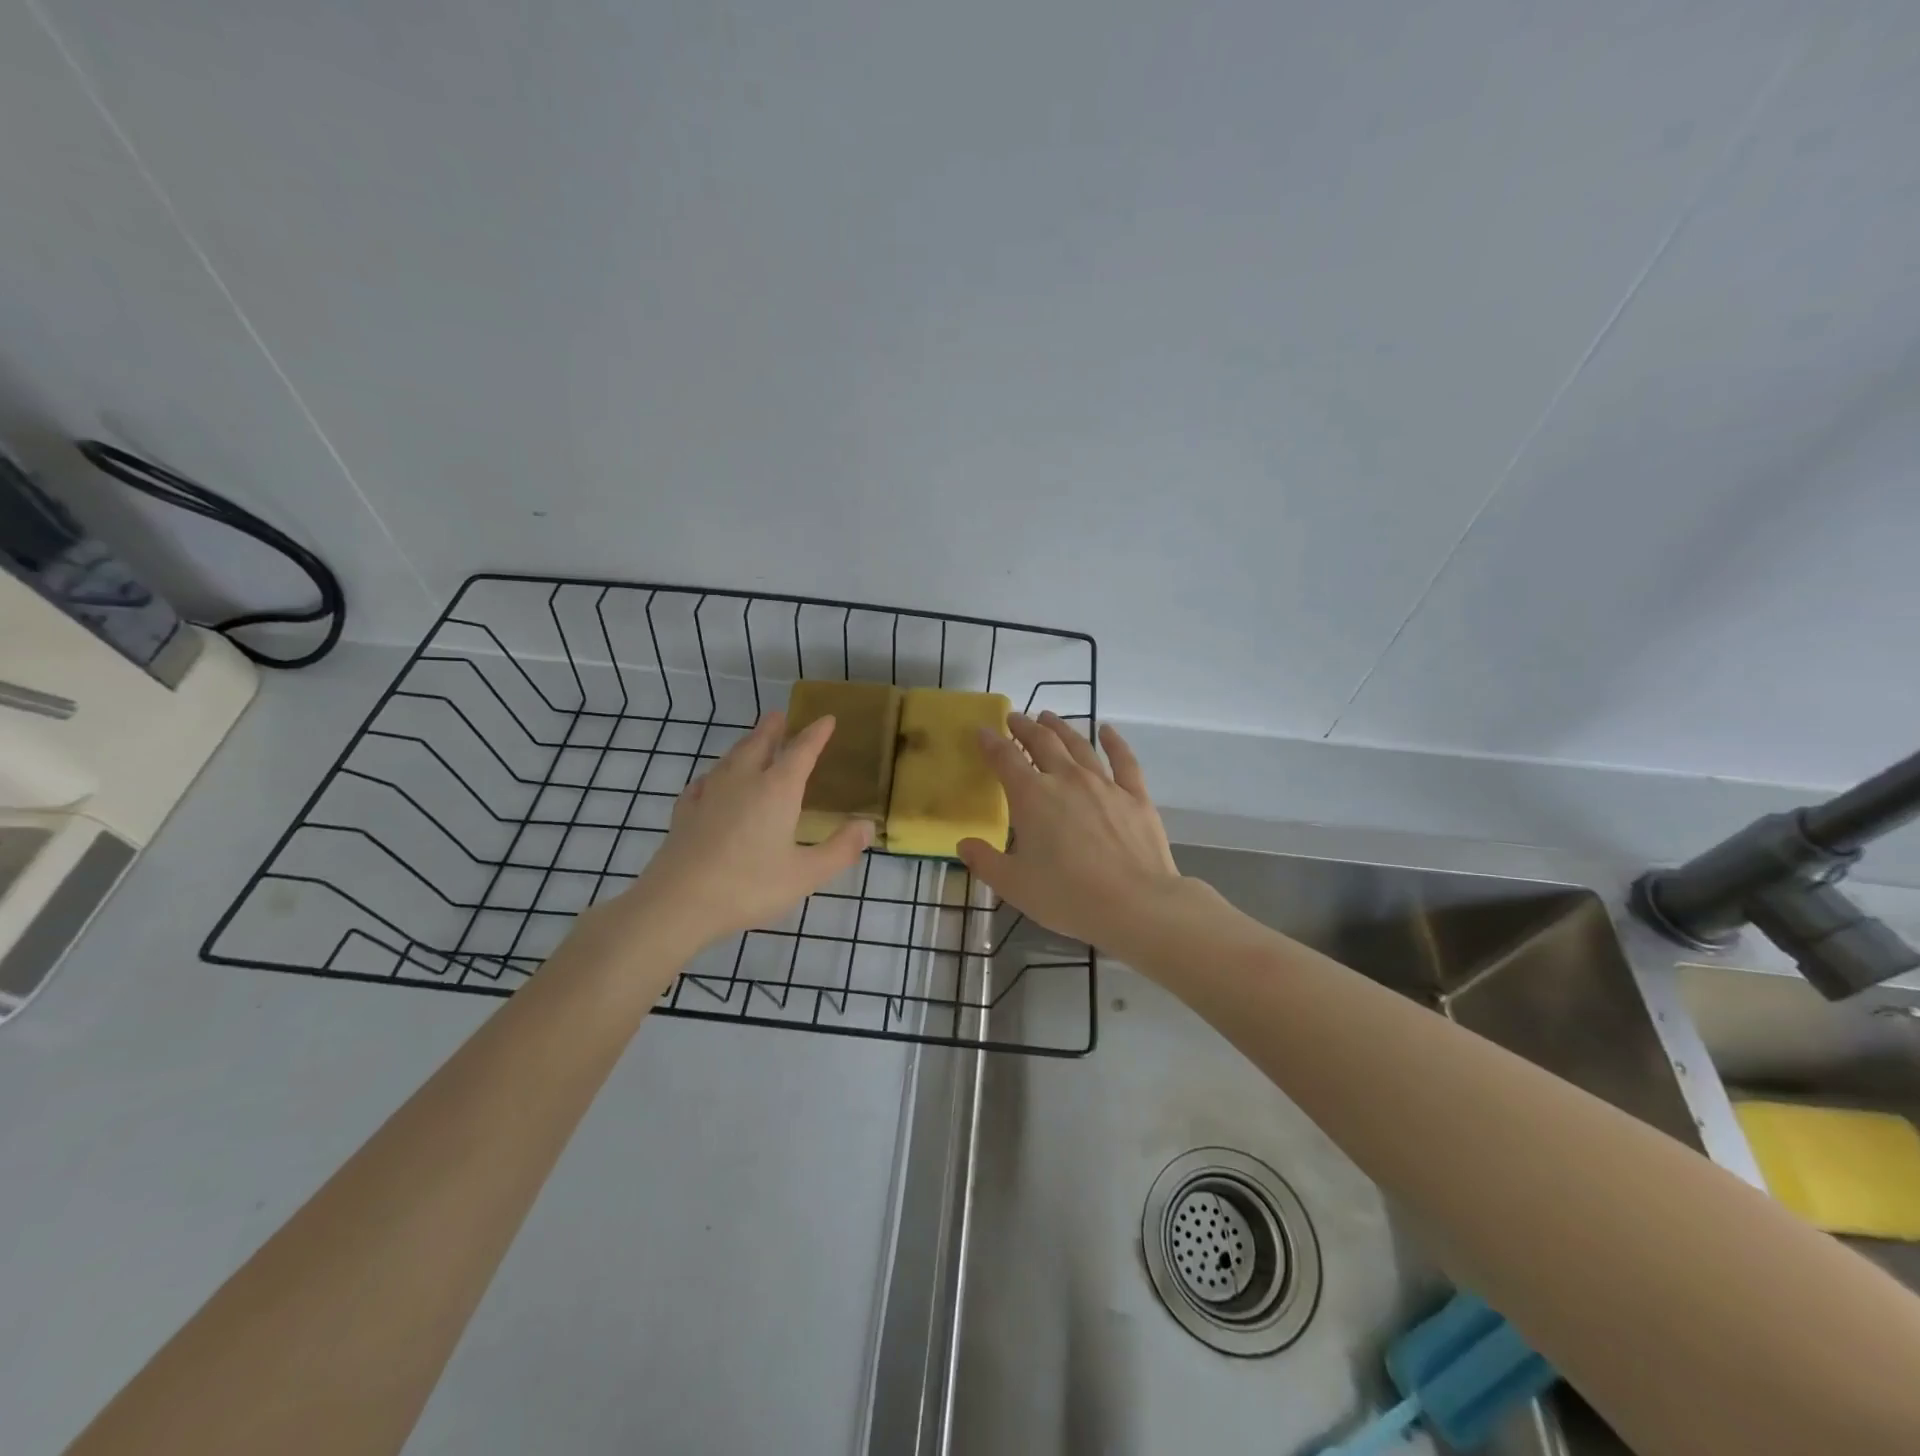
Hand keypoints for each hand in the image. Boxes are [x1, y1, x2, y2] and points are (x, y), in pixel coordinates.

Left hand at [612, 711, 871, 951]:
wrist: (677, 903)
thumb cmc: (749, 887)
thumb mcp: (805, 875)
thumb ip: (839, 850)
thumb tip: (867, 826)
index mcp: (777, 790)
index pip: (801, 751)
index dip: (816, 734)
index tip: (827, 719)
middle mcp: (743, 782)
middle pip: (759, 745)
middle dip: (772, 729)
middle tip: (779, 716)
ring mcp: (709, 795)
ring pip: (730, 759)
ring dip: (745, 745)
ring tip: (752, 740)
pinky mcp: (685, 813)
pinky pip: (704, 783)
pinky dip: (715, 774)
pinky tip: (710, 782)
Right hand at [958, 712, 1186, 950]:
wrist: (1135, 904)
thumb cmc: (1067, 896)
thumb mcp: (1014, 885)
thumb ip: (985, 862)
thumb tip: (964, 844)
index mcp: (1032, 797)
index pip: (1005, 759)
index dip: (991, 743)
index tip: (983, 731)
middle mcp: (1066, 779)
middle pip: (1042, 742)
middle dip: (1025, 727)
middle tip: (1015, 717)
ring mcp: (1104, 784)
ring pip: (1079, 745)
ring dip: (1061, 728)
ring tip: (1049, 717)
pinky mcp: (1135, 796)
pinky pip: (1123, 760)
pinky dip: (1114, 742)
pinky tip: (1108, 730)